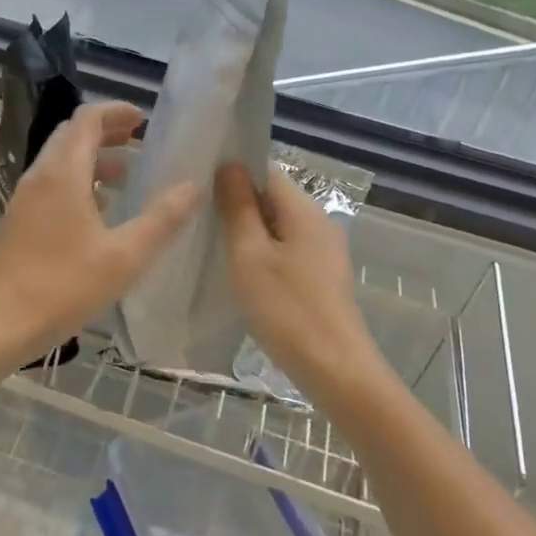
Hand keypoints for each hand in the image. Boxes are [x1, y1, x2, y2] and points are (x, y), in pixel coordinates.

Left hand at [0, 101, 200, 364]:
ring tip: (123, 173)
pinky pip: (49, 184)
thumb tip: (193, 187)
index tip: (143, 119)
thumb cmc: (64, 287)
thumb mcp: (125, 256)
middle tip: (136, 139)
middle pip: (71, 135)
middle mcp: (39, 176)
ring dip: (90, 157)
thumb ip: (162, 219)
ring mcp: (23, 198)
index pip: (86, 119)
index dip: (115, 111)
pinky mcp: (16, 221)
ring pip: (58, 160)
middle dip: (104, 130)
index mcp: (62, 174)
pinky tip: (95, 210)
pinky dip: (75, 180)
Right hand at [215, 162, 386, 403]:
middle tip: (199, 220)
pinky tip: (242, 274)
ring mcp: (324, 250)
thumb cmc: (287, 309)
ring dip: (248, 232)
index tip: (199, 188)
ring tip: (213, 246)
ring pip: (278, 227)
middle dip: (237, 204)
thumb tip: (229, 165)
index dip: (232, 173)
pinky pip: (287, 250)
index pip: (264, 171)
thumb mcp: (250, 255)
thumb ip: (238, 207)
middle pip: (272, 198)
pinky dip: (264, 254)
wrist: (336, 370)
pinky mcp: (322, 276)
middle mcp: (318, 221)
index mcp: (303, 208)